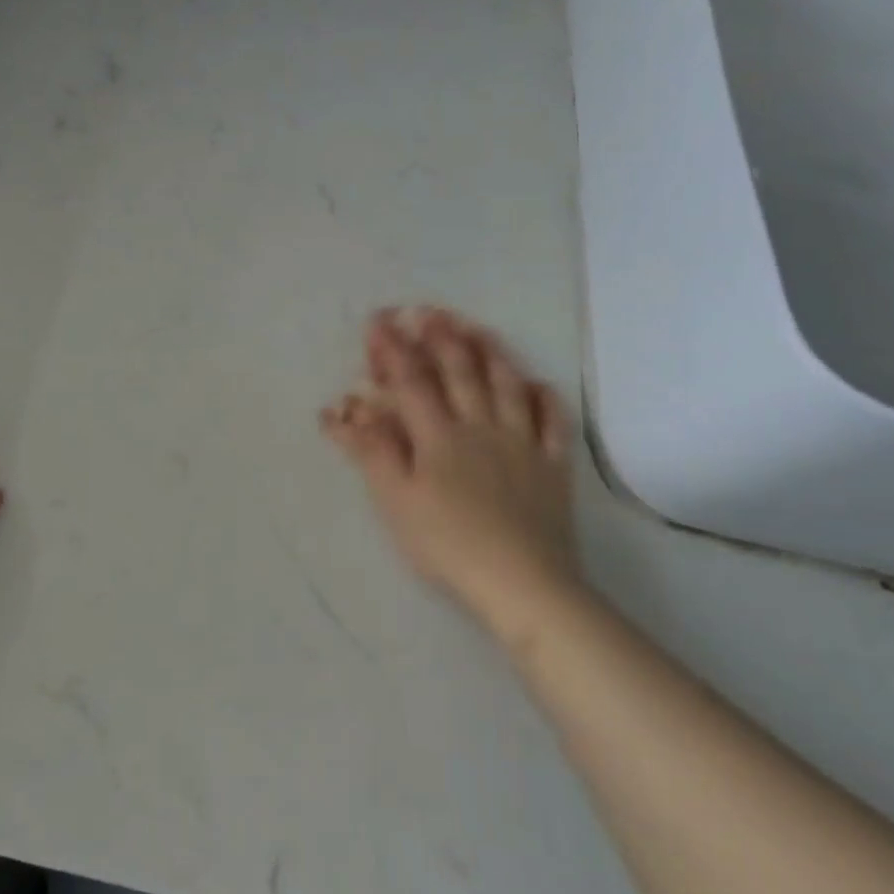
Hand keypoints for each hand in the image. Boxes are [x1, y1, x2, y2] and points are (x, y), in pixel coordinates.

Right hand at [320, 308, 580, 645]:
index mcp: (438, 436)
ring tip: (476, 328)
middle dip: (440, 338)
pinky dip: (545, 398)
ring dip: (490, 352)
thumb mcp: (395, 500)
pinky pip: (552, 423)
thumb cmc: (447, 544)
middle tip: (427, 311)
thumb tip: (341, 409)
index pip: (411, 380)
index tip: (378, 321)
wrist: (522, 583)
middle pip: (460, 372)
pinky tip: (538, 383)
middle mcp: (480, 427)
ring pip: (506, 386)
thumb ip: (370, 450)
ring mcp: (521, 444)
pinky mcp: (552, 468)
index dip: (393, 349)